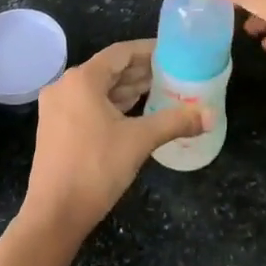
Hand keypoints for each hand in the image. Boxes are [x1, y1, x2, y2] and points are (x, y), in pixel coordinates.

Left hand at [19, 40, 209, 240]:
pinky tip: (134, 112)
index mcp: (82, 79)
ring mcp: (57, 107)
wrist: (54, 215)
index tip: (172, 52)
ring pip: (98, 89)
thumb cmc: (96, 168)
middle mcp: (65, 86)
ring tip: (159, 91)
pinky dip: (112, 104)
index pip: (121, 53)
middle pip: (109, 69)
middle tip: (172, 73)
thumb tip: (211, 115)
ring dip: (127, 89)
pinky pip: (88, 104)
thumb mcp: (139, 141)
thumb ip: (175, 122)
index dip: (148, 50)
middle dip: (140, 71)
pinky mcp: (55, 128)